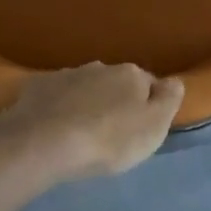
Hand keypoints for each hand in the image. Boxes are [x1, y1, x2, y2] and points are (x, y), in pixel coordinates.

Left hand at [0, 63, 184, 180]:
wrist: (42, 144)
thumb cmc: (108, 139)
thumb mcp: (154, 126)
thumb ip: (169, 100)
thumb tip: (174, 81)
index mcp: (131, 75)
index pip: (149, 85)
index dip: (148, 106)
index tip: (141, 129)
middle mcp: (100, 67)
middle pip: (115, 84)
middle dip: (115, 103)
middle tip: (111, 133)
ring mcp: (66, 75)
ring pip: (85, 88)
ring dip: (86, 104)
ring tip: (80, 133)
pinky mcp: (36, 88)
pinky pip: (55, 97)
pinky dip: (58, 108)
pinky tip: (53, 128)